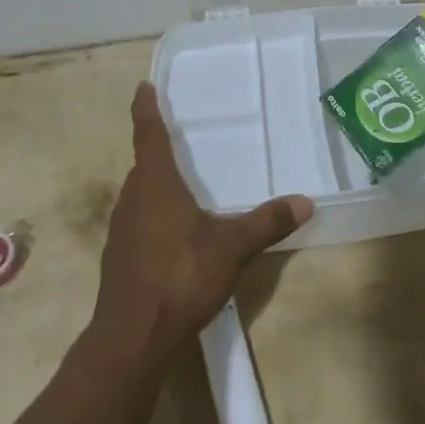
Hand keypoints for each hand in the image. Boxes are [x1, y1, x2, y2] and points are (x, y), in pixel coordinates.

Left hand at [90, 83, 312, 362]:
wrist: (133, 336)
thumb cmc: (180, 276)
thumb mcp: (231, 247)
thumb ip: (267, 222)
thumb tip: (305, 201)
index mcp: (156, 184)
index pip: (149, 135)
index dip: (146, 110)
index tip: (143, 87)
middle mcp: (133, 199)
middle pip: (144, 166)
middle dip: (158, 152)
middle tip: (180, 140)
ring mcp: (121, 230)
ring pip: (140, 195)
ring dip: (156, 186)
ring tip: (183, 186)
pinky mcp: (119, 257)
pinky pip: (138, 221)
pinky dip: (154, 215)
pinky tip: (174, 234)